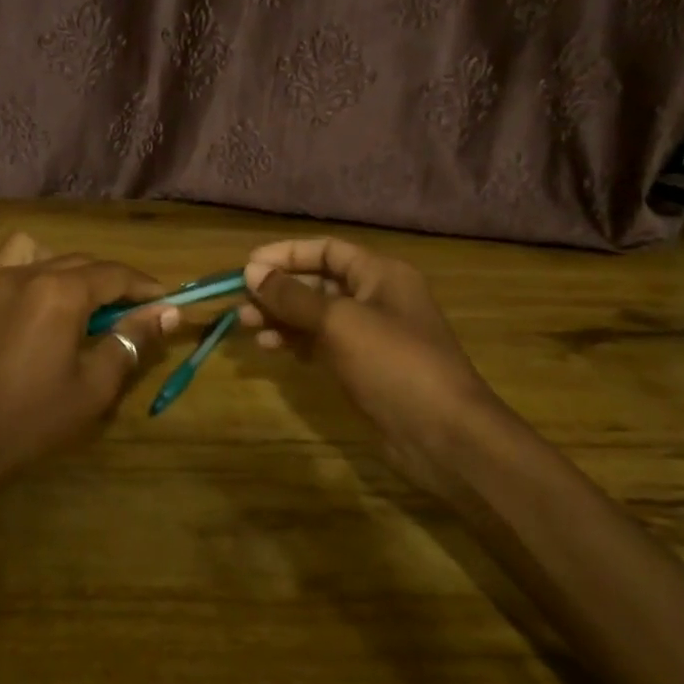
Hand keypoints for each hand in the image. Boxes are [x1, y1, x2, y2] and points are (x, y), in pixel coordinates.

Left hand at [0, 232, 174, 493]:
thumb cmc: (33, 419)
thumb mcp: (95, 385)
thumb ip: (132, 339)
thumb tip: (169, 312)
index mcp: (58, 292)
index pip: (114, 274)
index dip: (144, 287)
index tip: (165, 301)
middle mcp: (22, 274)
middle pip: (79, 261)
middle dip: (109, 281)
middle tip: (130, 310)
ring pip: (34, 252)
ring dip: (60, 267)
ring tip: (71, 301)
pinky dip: (18, 278)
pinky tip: (23, 310)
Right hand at [240, 237, 492, 493]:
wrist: (442, 433)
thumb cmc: (394, 363)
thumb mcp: (339, 323)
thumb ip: (293, 296)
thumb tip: (251, 271)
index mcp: (380, 274)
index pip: (327, 250)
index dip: (286, 254)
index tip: (248, 266)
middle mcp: (377, 297)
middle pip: (319, 282)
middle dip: (279, 289)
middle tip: (241, 302)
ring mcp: (371, 334)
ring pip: (317, 315)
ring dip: (282, 317)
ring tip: (247, 326)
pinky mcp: (364, 366)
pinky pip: (323, 343)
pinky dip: (297, 342)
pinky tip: (272, 349)